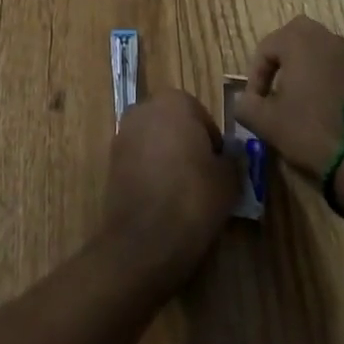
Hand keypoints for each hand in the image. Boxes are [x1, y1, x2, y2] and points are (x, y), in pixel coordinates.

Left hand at [102, 92, 238, 294]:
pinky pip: (139, 160)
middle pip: (176, 126)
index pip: (203, 118)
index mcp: (175, 101)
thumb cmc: (191, 200)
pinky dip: (150, 173)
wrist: (142, 242)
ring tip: (181, 194)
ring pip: (156, 142)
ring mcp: (124, 133)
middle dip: (188, 147)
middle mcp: (145, 108)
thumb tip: (230, 158)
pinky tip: (160, 200)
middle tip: (202, 181)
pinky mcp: (111, 160)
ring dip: (168, 159)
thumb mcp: (229, 181)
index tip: (219, 172)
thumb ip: (232, 160)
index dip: (214, 146)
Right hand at [234, 16, 343, 180]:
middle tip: (274, 89)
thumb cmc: (309, 132)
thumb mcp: (266, 122)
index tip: (254, 104)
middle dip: (280, 60)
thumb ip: (246, 106)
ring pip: (318, 51)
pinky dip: (325, 81)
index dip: (255, 76)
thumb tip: (242, 102)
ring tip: (296, 100)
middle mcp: (326, 38)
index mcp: (299, 40)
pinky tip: (322, 110)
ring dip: (304, 68)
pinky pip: (338, 69)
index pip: (266, 48)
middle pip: (294, 38)